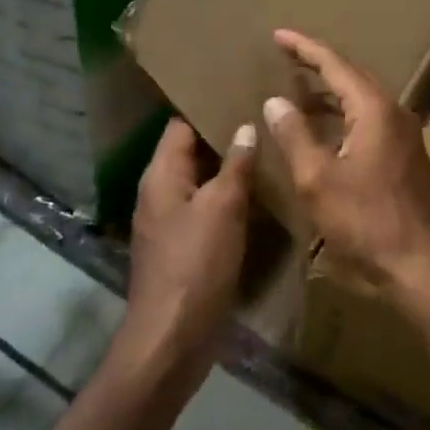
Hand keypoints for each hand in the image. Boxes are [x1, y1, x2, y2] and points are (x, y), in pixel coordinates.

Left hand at [119, 118, 254, 390]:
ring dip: (230, 167)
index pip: (181, 123)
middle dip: (225, 134)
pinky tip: (260, 192)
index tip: (243, 89)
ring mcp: (171, 221)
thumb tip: (246, 127)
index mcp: (161, 174)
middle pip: (192, 150)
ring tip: (269, 147)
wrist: (171, 340)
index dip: (208, 106)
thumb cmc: (195, 265)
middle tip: (265, 115)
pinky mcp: (184, 246)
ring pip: (202, 180)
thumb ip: (235, 165)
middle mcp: (160, 191)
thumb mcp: (222, 208)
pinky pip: (207, 207)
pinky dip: (229, 197)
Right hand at [263, 29, 429, 305]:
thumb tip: (276, 101)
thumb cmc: (366, 220)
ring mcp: (404, 134)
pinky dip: (343, 115)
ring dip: (331, 92)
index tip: (279, 35)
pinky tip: (325, 129)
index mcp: (374, 109)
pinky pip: (370, 119)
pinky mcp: (405, 155)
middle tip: (287, 56)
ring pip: (362, 99)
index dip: (304, 48)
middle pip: (352, 76)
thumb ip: (294, 135)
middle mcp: (394, 112)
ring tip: (299, 89)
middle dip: (319, 64)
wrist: (420, 264)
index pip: (335, 65)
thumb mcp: (317, 180)